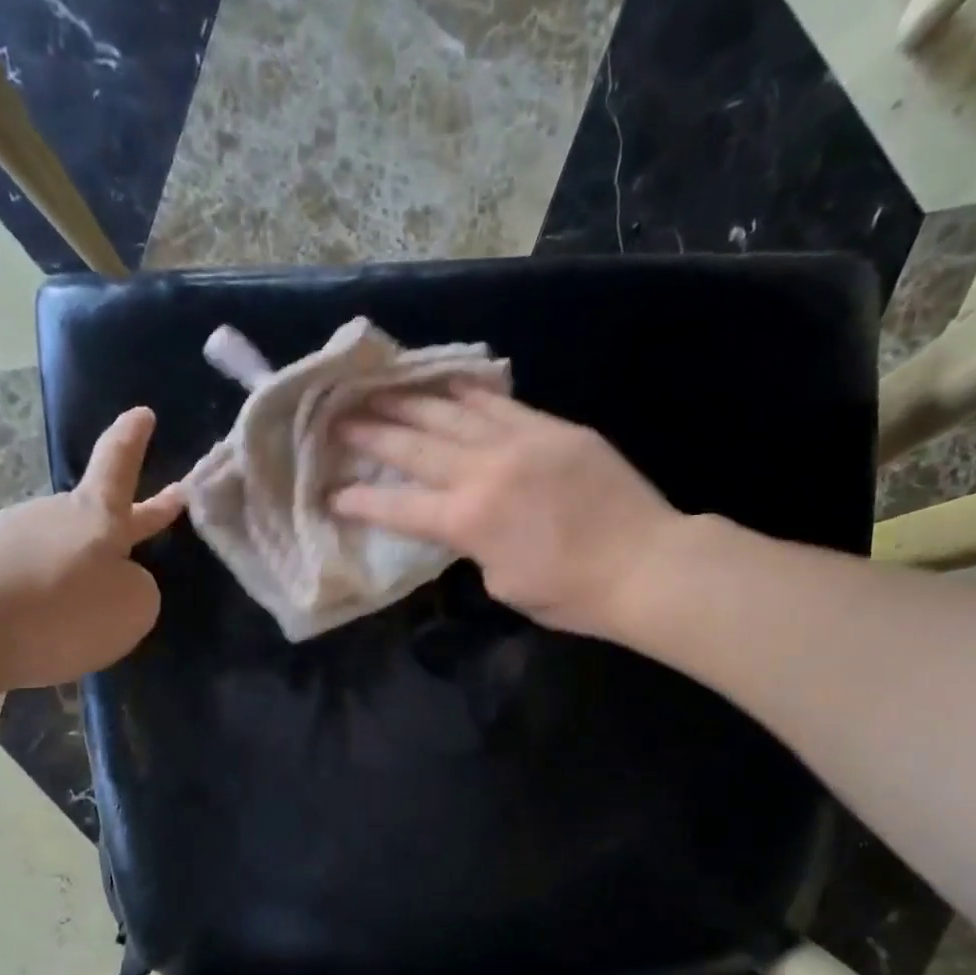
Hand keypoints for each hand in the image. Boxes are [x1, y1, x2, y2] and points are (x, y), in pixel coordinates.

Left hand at [0, 407, 182, 688]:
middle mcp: (53, 515)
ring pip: (60, 554)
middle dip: (128, 517)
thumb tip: (113, 583)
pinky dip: (41, 599)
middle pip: (95, 514)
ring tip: (80, 618)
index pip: (119, 464)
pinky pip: (27, 581)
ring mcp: (9, 537)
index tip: (142, 413)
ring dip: (74, 574)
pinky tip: (38, 631)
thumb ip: (137, 588)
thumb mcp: (133, 606)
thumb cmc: (66, 611)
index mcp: (97, 516)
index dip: (133, 439)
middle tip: (156, 509)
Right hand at [333, 387, 682, 639]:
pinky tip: (446, 381)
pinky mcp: (552, 427)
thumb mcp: (504, 585)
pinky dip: (467, 390)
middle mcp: (483, 472)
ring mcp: (519, 442)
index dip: (360, 500)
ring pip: (451, 412)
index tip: (330, 491)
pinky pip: (500, 401)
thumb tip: (467, 522)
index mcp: (467, 521)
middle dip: (371, 433)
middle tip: (337, 418)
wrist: (644, 564)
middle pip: (414, 446)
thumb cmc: (571, 593)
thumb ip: (475, 548)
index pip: (399, 507)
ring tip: (378, 389)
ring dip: (409, 401)